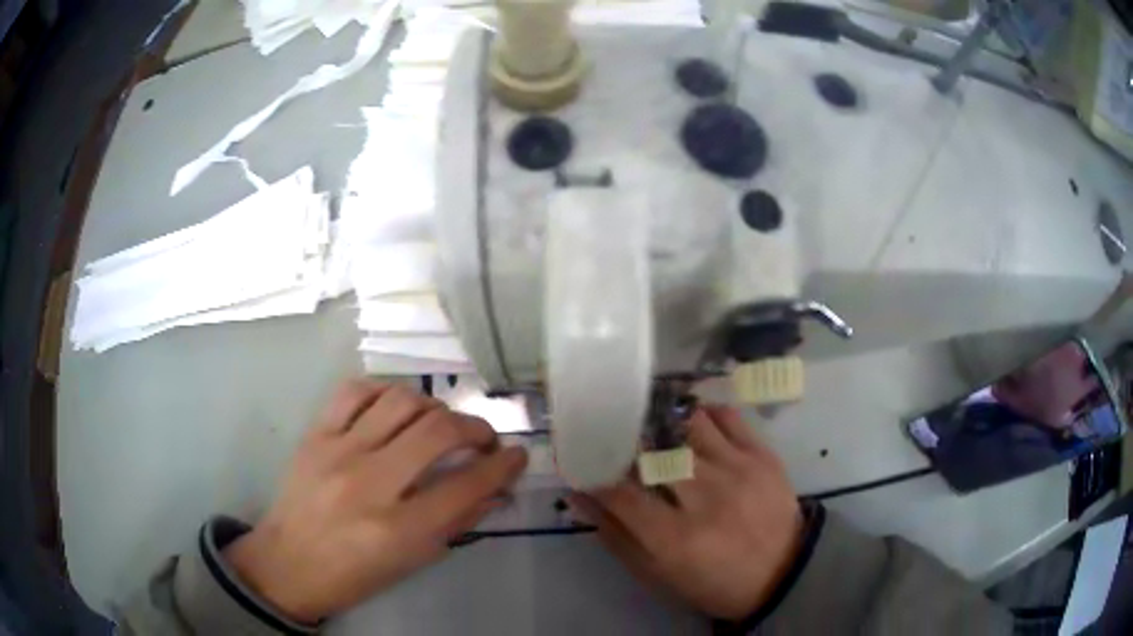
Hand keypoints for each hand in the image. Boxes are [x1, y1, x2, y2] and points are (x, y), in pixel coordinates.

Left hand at [224, 381, 527, 622]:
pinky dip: (385, 392)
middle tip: (483, 438)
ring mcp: (337, 452)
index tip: (516, 456)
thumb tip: (496, 490)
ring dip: (434, 407)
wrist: (289, 563)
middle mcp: (369, 484)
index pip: (465, 486)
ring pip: (400, 402)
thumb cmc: (355, 574)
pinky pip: (354, 391)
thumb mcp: (413, 560)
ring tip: (439, 423)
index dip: (502, 466)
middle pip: (437, 432)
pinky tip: (395, 408)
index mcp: (397, 529)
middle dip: (475, 428)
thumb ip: (457, 522)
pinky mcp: (315, 434)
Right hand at [569, 406, 801, 620]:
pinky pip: (728, 417)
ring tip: (653, 422)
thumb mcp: (658, 574)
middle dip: (627, 439)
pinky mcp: (763, 456)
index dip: (594, 473)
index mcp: (675, 538)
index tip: (583, 461)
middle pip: (654, 452)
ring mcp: (738, 471)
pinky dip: (705, 413)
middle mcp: (706, 498)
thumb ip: (617, 536)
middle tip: (616, 434)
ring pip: (689, 425)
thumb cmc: (713, 581)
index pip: (620, 493)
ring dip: (664, 421)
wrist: (783, 573)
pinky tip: (693, 422)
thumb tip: (581, 495)